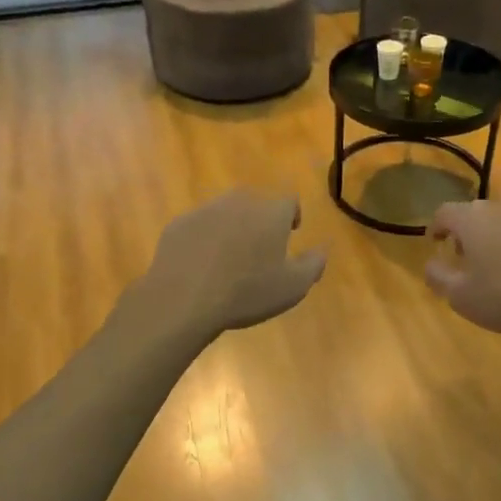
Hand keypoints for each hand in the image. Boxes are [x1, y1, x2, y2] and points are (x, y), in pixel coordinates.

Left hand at [135, 191, 326, 340]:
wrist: (184, 298)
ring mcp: (205, 210)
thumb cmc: (247, 292)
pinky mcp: (179, 224)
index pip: (289, 201)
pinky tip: (201, 264)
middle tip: (259, 249)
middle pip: (256, 204)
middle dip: (260, 221)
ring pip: (226, 213)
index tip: (290, 233)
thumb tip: (321, 250)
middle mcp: (239, 202)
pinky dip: (204, 239)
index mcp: (271, 212)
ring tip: (229, 258)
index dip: (292, 216)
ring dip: (231, 228)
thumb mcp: (293, 287)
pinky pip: (199, 226)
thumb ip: (313, 264)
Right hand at [425, 199, 500, 339]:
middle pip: (476, 211)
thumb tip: (430, 264)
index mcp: (473, 219)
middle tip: (462, 254)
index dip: (436, 226)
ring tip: (494, 262)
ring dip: (493, 235)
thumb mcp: (460, 296)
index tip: (434, 242)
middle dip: (465, 230)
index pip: (445, 212)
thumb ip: (438, 277)